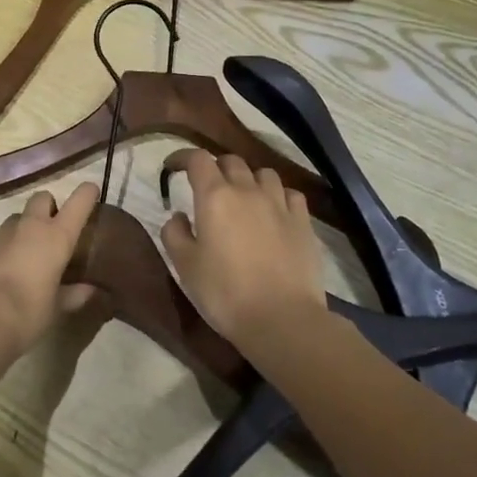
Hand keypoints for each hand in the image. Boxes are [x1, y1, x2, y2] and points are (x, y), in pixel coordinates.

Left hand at [0, 183, 101, 364]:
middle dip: (49, 208)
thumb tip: (92, 290)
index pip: (78, 202)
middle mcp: (29, 227)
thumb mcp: (56, 309)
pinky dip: (3, 249)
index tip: (92, 192)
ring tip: (25, 257)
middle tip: (53, 232)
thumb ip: (75, 295)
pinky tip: (0, 273)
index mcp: (55, 237)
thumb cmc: (26, 316)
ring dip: (24, 229)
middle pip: (42, 198)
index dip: (87, 194)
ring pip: (17, 219)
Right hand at [161, 150, 327, 347]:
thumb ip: (175, 234)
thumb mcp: (185, 267)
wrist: (282, 319)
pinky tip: (274, 211)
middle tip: (206, 188)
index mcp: (215, 197)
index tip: (173, 167)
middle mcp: (248, 190)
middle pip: (231, 161)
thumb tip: (178, 215)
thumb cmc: (225, 293)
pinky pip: (290, 193)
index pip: (198, 159)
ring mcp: (280, 204)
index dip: (183, 157)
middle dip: (215, 167)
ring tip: (243, 197)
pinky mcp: (303, 221)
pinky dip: (277, 195)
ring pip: (263, 173)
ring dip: (249, 179)